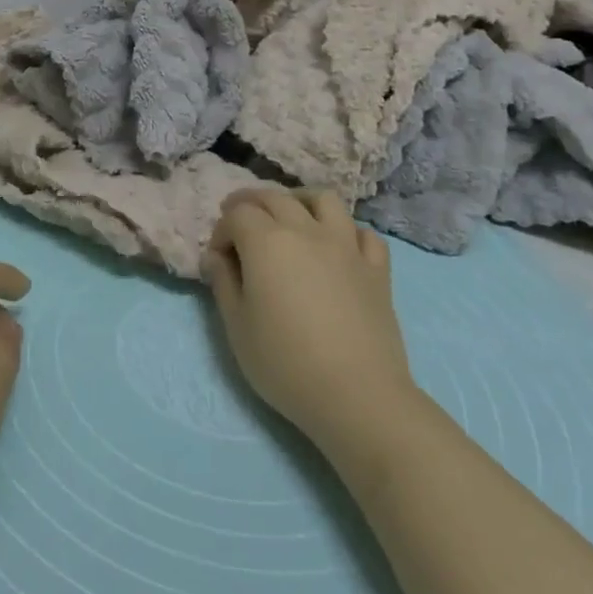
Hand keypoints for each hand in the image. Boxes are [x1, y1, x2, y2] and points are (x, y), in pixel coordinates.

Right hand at [203, 190, 414, 461]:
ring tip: (291, 218)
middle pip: (274, 198)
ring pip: (324, 200)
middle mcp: (306, 230)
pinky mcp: (376, 269)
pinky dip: (347, 232)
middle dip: (251, 204)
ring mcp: (346, 246)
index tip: (217, 258)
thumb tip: (216, 257)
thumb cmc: (285, 363)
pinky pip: (363, 233)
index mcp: (267, 241)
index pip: (237, 214)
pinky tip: (338, 248)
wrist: (357, 395)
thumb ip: (223, 283)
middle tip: (240, 225)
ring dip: (301, 201)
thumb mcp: (237, 326)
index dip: (221, 230)